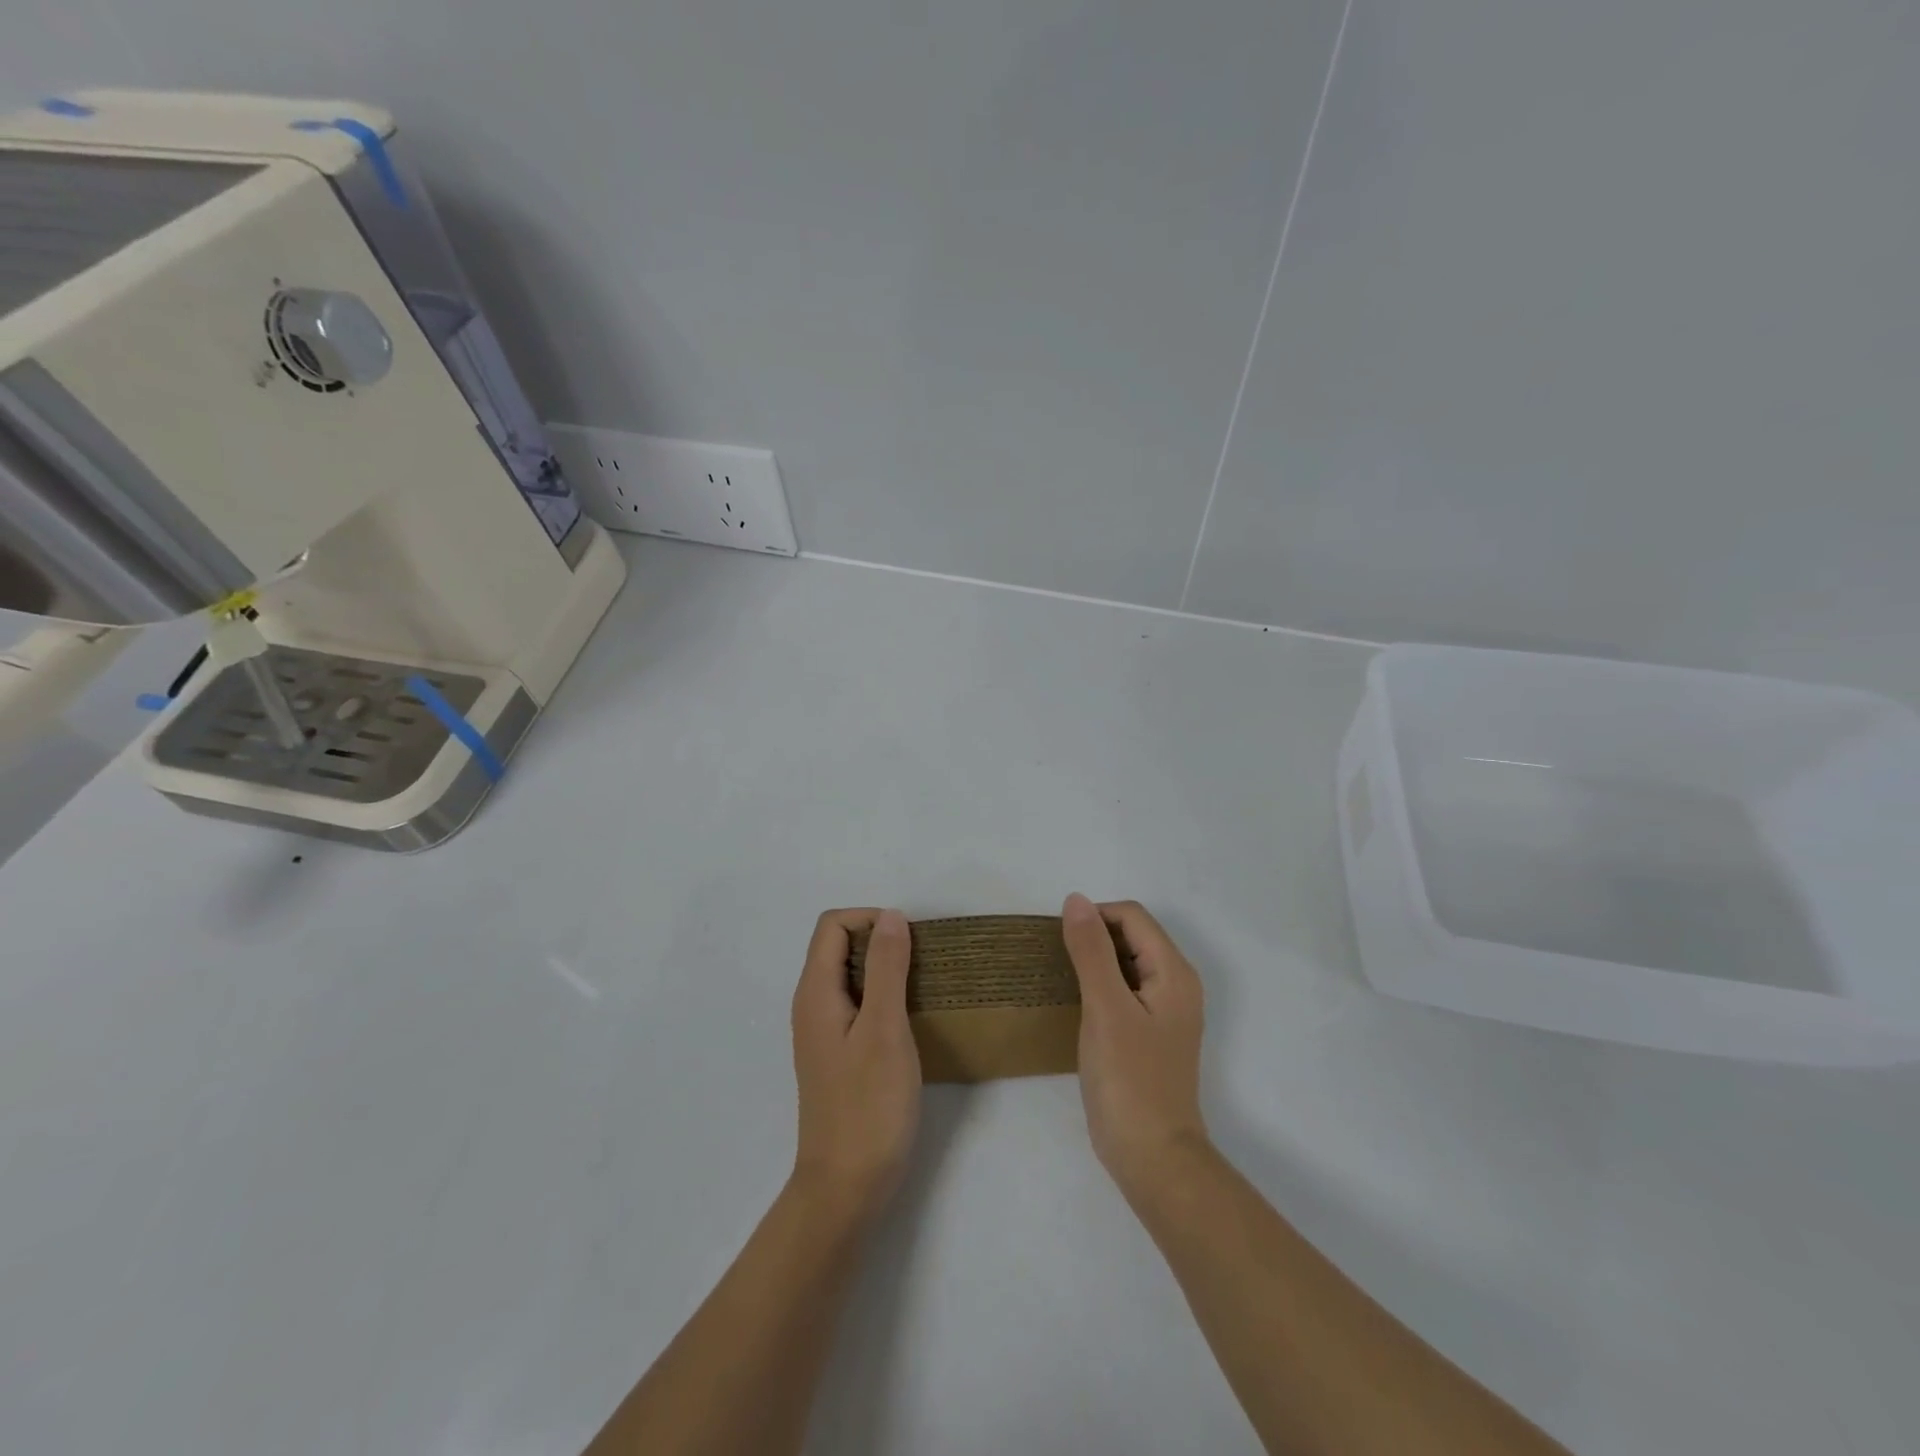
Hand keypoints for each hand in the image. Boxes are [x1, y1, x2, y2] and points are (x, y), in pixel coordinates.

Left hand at [790, 908, 921, 1219]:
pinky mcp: (838, 1054)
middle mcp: (812, 1005)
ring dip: (885, 969)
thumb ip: (886, 968)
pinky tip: (910, 1019)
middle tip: (922, 963)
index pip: (833, 925)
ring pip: (850, 975)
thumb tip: (891, 917)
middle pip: (839, 946)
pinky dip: (883, 996)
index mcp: (816, 992)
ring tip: (923, 987)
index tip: (909, 942)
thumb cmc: (868, 1105)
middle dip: (880, 941)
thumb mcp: (884, 1028)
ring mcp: (824, 1031)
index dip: (870, 919)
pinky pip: (857, 1004)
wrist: (846, 1187)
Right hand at [1062, 894, 1208, 1193]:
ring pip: (1127, 963)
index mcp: (1173, 972)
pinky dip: (1100, 986)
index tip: (1059, 941)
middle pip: (1132, 936)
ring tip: (1061, 978)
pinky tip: (1077, 1005)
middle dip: (1094, 937)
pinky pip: (1125, 990)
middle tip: (1056, 961)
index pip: (1132, 917)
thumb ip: (1091, 950)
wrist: (1153, 1158)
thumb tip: (1076, 899)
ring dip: (1095, 961)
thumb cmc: (1129, 1079)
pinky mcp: (1151, 1034)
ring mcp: (1165, 1011)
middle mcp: (1176, 984)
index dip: (1094, 917)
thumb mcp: (1105, 1008)